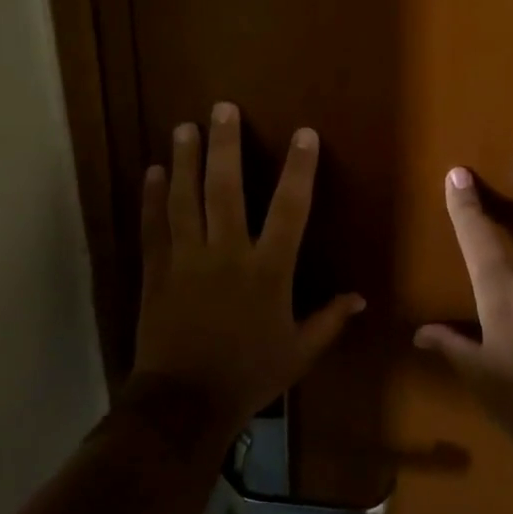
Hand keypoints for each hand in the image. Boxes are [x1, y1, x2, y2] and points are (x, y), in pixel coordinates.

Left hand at [130, 102, 365, 439]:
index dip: (300, 169)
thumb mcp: (299, 353)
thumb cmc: (248, 375)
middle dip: (225, 146)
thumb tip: (361, 298)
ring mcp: (187, 259)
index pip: (289, 209)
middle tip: (222, 109)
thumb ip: (330, 321)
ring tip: (184, 126)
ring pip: (184, 199)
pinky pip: (154, 226)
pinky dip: (151, 197)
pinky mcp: (157, 271)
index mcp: (267, 270)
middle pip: (225, 189)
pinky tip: (152, 171)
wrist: (185, 404)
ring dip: (184, 160)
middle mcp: (227, 253)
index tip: (304, 134)